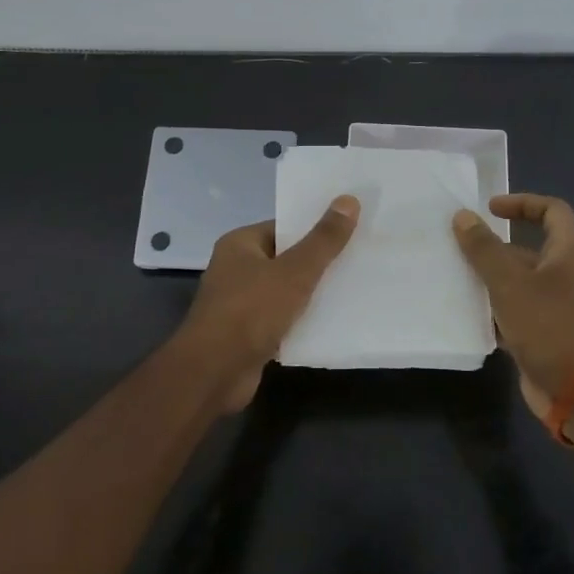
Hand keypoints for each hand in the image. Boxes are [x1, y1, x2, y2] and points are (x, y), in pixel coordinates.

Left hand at [180, 197, 360, 409]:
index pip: (283, 228)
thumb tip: (349, 199)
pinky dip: (303, 321)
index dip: (315, 229)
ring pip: (286, 291)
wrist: (214, 373)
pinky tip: (333, 322)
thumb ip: (323, 240)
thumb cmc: (250, 311)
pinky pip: (282, 319)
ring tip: (354, 288)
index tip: (350, 230)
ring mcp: (240, 304)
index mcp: (240, 244)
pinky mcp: (248, 334)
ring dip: (312, 294)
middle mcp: (236, 269)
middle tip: (359, 258)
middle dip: (319, 263)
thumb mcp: (294, 272)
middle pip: (286, 259)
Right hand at [452, 194, 573, 421]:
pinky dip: (497, 306)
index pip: (552, 211)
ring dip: (492, 277)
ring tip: (456, 276)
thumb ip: (484, 248)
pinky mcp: (548, 331)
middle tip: (462, 244)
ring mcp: (560, 304)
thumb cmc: (548, 326)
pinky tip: (468, 311)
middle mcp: (569, 273)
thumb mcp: (509, 283)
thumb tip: (463, 216)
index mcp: (570, 252)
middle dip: (496, 245)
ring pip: (522, 280)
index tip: (490, 209)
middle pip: (531, 246)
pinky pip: (519, 308)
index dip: (522, 203)